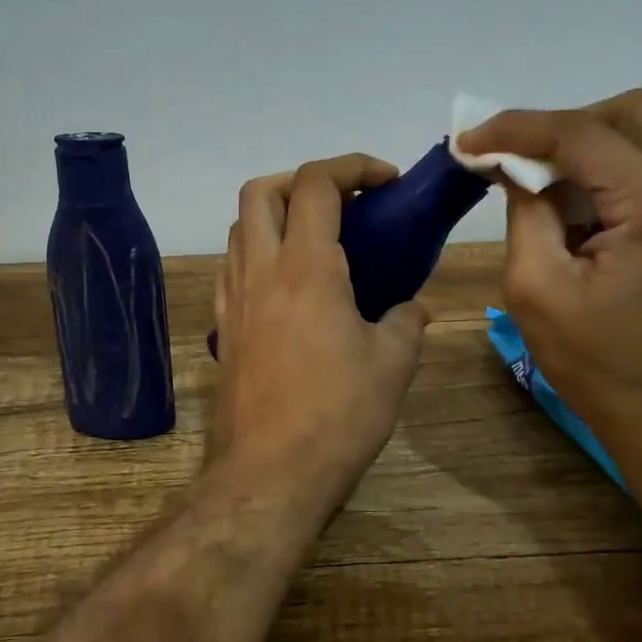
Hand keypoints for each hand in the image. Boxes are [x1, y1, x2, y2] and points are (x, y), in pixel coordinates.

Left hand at [211, 155, 430, 506]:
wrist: (269, 474)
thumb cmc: (338, 415)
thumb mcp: (392, 365)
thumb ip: (407, 321)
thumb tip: (415, 307)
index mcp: (306, 267)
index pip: (317, 184)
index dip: (353, 167)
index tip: (386, 182)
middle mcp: (261, 270)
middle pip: (262, 191)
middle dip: (303, 180)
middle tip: (343, 203)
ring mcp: (235, 298)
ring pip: (240, 227)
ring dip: (277, 213)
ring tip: (318, 239)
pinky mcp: (225, 328)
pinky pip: (233, 266)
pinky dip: (259, 252)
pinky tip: (289, 284)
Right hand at [457, 90, 641, 474]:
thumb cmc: (603, 369)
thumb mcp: (538, 292)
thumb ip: (524, 214)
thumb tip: (513, 168)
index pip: (581, 132)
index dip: (517, 128)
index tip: (469, 141)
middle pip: (631, 112)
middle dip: (565, 126)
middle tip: (520, 162)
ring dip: (592, 147)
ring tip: (549, 190)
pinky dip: (616, 172)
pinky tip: (584, 214)